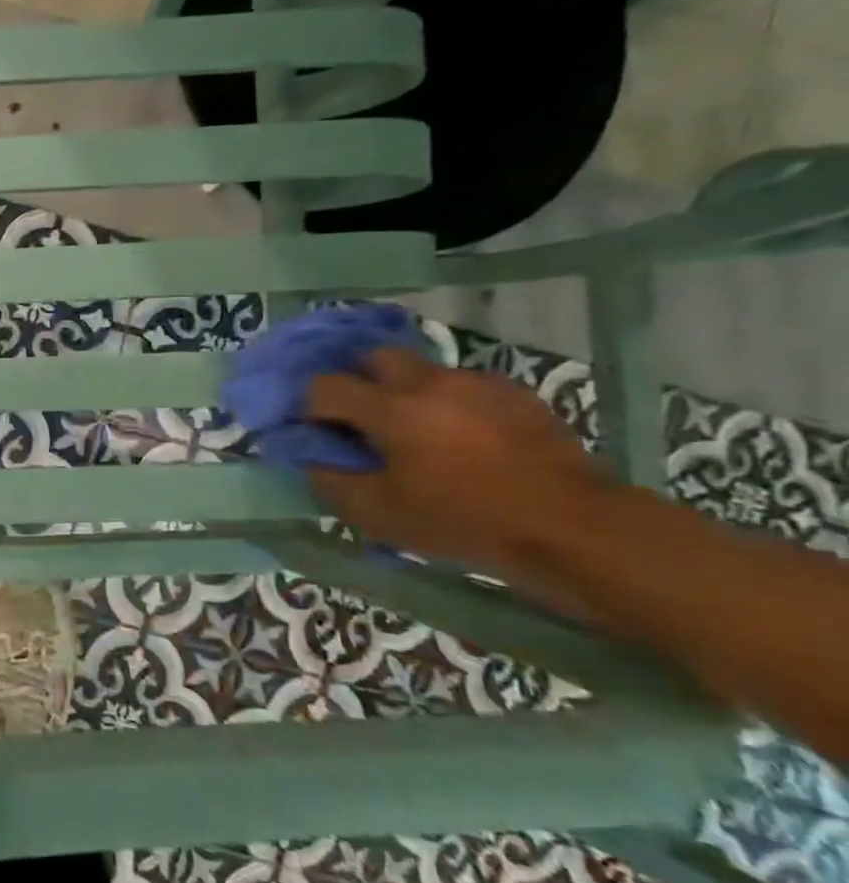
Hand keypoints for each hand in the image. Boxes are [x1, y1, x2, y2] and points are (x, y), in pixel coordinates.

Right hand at [304, 348, 608, 579]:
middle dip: (358, 379)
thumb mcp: (379, 515)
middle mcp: (427, 381)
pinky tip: (462, 438)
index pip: (324, 386)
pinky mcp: (514, 392)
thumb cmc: (462, 520)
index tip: (315, 429)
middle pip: (373, 357)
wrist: (572, 525)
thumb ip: (331, 481)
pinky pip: (464, 385)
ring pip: (421, 370)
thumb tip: (312, 459)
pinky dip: (450, 402)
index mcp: (388, 408)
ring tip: (417, 431)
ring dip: (405, 391)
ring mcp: (475, 382)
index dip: (309, 405)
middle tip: (361, 417)